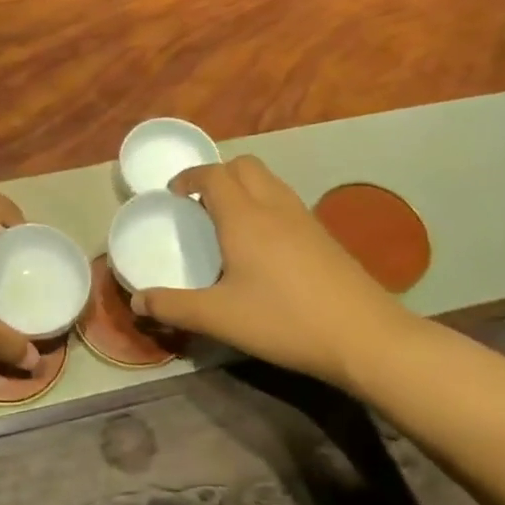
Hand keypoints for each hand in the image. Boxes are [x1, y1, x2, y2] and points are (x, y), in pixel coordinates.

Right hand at [132, 156, 416, 390]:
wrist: (367, 339)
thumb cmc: (284, 321)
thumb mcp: (219, 318)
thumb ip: (173, 306)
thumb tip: (137, 301)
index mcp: (245, 218)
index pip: (214, 175)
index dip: (189, 177)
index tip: (173, 193)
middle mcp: (275, 208)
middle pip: (244, 166)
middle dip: (217, 174)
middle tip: (199, 203)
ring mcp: (306, 220)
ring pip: (270, 182)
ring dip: (244, 187)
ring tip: (227, 221)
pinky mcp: (326, 237)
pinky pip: (287, 202)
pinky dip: (265, 205)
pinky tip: (263, 245)